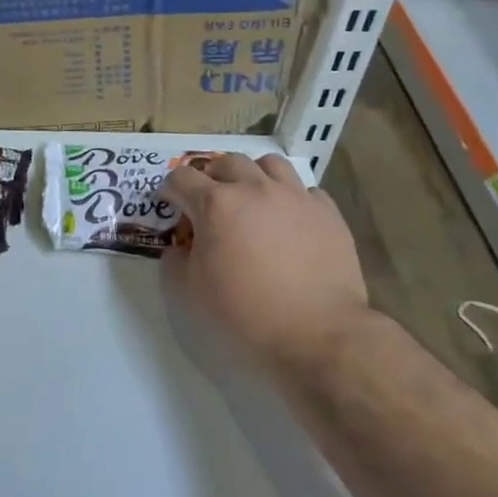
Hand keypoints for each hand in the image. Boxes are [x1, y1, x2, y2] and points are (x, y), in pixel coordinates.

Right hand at [160, 153, 370, 377]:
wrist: (318, 334)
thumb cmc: (246, 313)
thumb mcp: (191, 292)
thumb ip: (175, 261)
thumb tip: (182, 247)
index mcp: (216, 204)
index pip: (181, 177)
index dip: (171, 189)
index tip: (171, 205)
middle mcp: (254, 188)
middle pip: (226, 162)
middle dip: (211, 177)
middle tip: (211, 203)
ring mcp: (294, 196)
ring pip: (269, 164)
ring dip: (253, 175)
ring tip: (253, 198)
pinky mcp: (327, 212)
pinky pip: (306, 190)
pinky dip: (292, 198)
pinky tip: (290, 220)